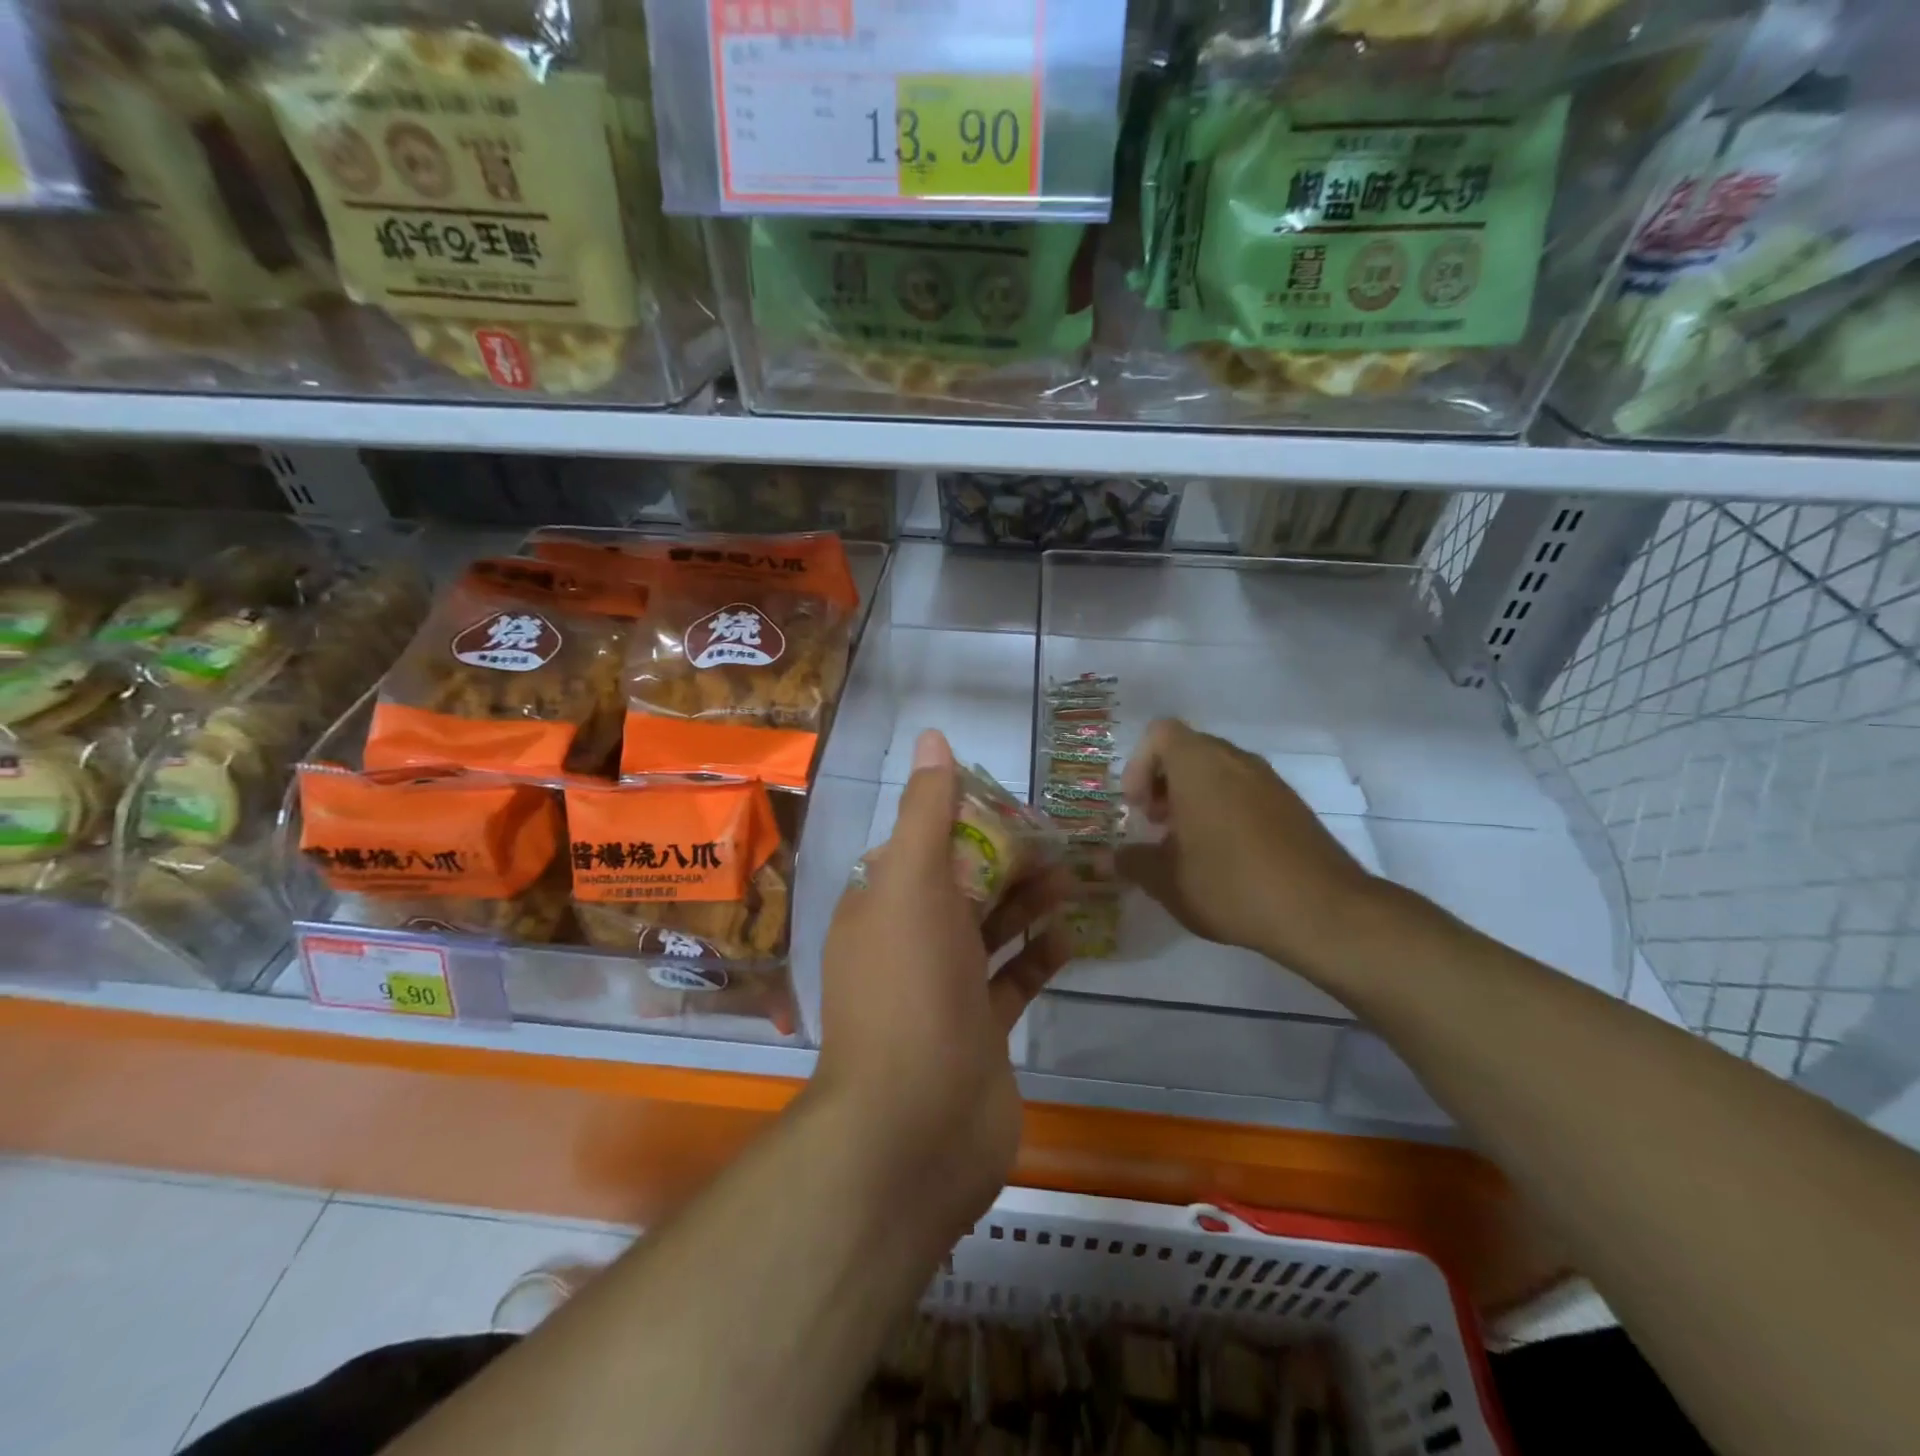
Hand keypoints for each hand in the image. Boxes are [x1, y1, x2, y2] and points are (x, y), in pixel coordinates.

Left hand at [815, 730, 1072, 1240]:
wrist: (916, 1125)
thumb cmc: (911, 985)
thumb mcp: (913, 882)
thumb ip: (927, 811)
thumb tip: (932, 738)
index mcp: (879, 905)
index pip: (922, 846)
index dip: (965, 821)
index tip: (1012, 805)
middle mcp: (905, 945)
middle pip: (960, 887)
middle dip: (1006, 861)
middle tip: (1059, 840)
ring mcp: (942, 992)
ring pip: (988, 932)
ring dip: (1027, 903)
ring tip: (1074, 877)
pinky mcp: (977, 1032)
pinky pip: (1011, 981)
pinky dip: (1037, 956)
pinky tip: (1070, 935)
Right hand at [1116, 719, 1377, 978]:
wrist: (1323, 911)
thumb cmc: (1230, 885)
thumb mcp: (1167, 881)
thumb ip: (1131, 863)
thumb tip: (1107, 858)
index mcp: (1199, 765)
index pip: (1160, 733)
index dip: (1139, 765)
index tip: (1137, 808)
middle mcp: (1235, 760)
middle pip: (1188, 750)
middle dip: (1164, 783)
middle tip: (1156, 825)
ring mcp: (1269, 780)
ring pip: (1218, 770)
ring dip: (1194, 797)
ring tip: (1187, 844)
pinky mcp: (1292, 804)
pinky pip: (1245, 790)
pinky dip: (1224, 808)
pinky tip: (1225, 856)